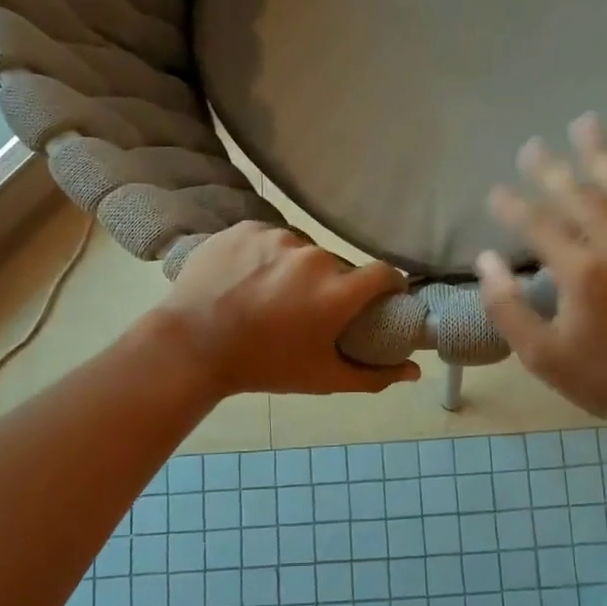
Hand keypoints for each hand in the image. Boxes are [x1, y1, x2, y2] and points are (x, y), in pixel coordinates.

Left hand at [157, 222, 422, 396]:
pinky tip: (247, 278)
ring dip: (296, 269)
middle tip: (308, 309)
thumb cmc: (264, 366)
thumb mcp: (322, 378)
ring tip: (271, 294)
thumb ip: (374, 375)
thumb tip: (415, 371)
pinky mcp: (247, 227)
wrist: (191, 346)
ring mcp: (277, 237)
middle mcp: (313, 257)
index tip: (379, 297)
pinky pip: (270, 238)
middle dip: (332, 285)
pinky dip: (265, 256)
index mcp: (336, 292)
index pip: (384, 273)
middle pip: (338, 266)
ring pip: (302, 250)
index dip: (388, 285)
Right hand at [476, 115, 606, 424]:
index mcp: (581, 271)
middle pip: (577, 194)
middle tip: (530, 146)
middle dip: (549, 168)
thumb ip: (508, 307)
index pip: (537, 224)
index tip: (495, 191)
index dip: (511, 205)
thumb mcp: (542, 355)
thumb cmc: (605, 378)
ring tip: (585, 122)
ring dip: (601, 152)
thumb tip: (486, 261)